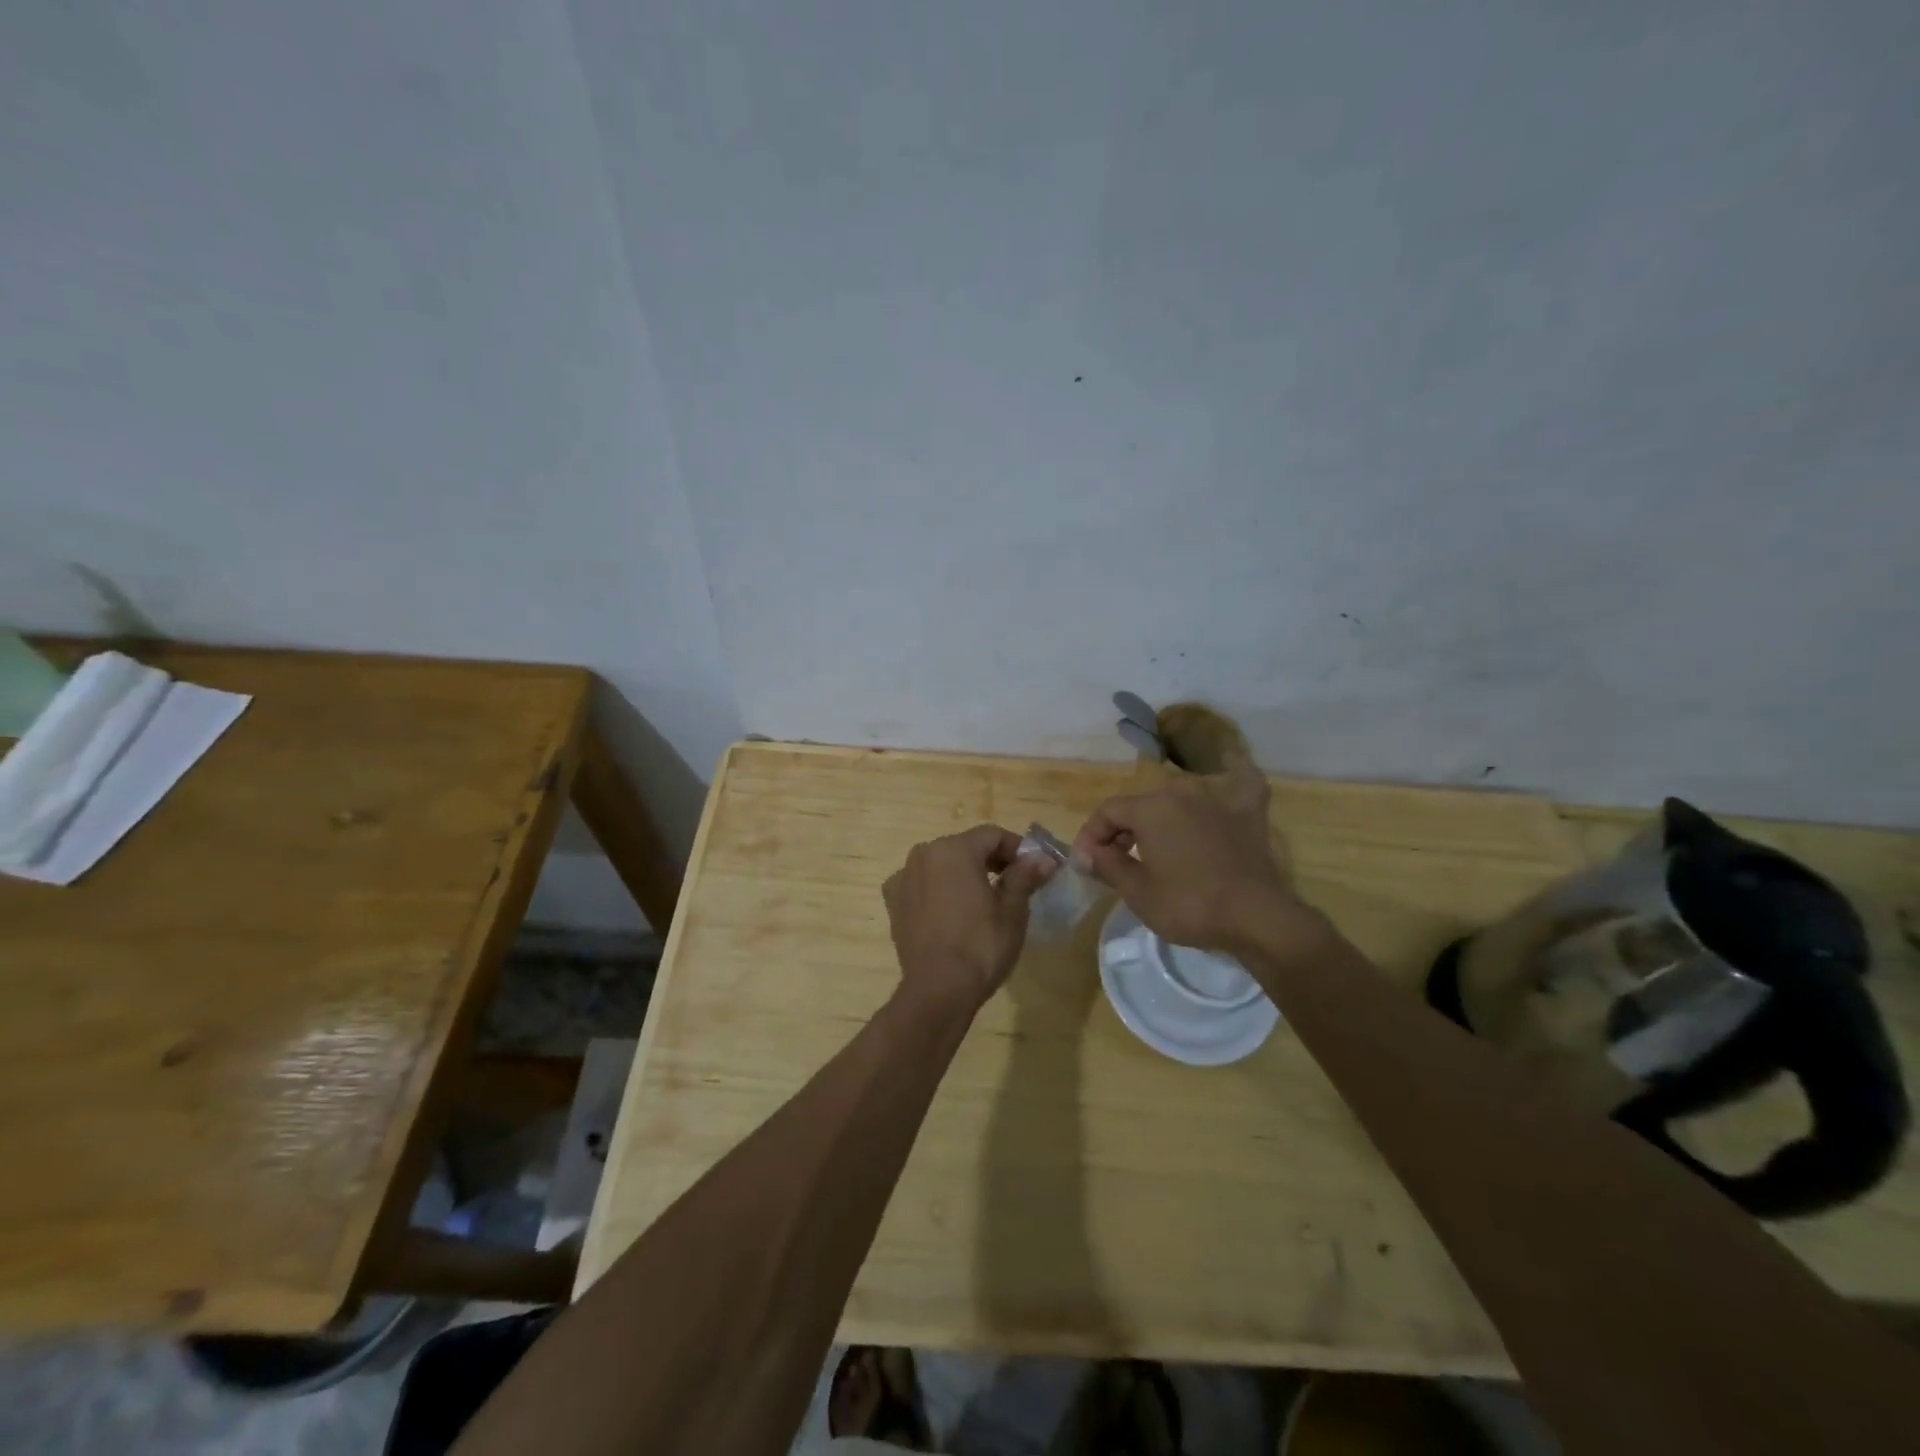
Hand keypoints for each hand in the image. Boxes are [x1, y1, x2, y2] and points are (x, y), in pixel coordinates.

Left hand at [882, 824, 1055, 1012]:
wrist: (938, 990)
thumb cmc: (981, 946)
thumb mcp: (1013, 910)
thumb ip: (1025, 876)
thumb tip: (1044, 859)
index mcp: (954, 849)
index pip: (993, 835)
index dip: (1017, 849)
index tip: (1034, 869)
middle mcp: (923, 854)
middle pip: (965, 847)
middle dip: (991, 861)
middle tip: (1014, 885)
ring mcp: (903, 877)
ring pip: (942, 865)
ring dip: (963, 875)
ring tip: (983, 901)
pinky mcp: (893, 902)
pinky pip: (922, 885)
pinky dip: (938, 890)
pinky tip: (950, 912)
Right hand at [1071, 767, 1307, 952]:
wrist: (1256, 917)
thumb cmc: (1189, 905)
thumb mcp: (1137, 892)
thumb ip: (1106, 865)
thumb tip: (1085, 853)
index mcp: (1151, 807)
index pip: (1108, 812)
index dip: (1091, 836)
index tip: (1086, 864)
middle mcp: (1182, 791)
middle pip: (1140, 805)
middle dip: (1122, 830)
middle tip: (1115, 862)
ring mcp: (1218, 799)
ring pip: (1178, 800)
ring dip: (1160, 820)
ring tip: (1155, 848)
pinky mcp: (1249, 812)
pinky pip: (1234, 787)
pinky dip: (1224, 788)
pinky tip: (1222, 794)